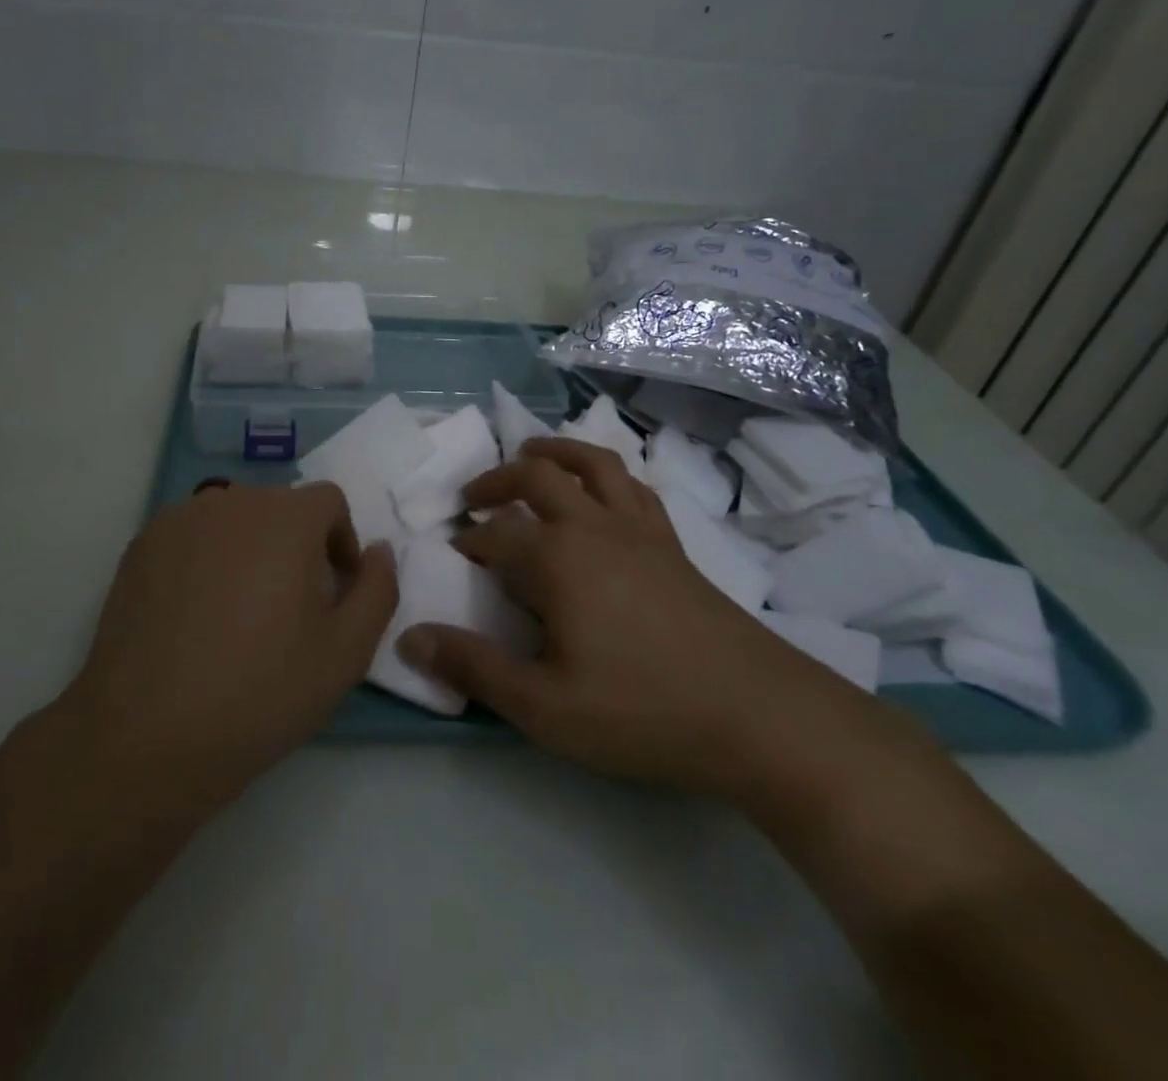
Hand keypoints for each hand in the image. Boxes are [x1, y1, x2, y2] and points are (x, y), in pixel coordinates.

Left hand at [61, 482, 396, 810]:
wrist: (146, 735)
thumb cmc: (260, 692)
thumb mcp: (346, 652)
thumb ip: (378, 589)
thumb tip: (378, 550)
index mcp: (286, 518)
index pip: (328, 501)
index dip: (341, 541)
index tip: (333, 590)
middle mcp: (231, 501)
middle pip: (279, 508)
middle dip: (295, 546)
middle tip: (289, 608)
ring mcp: (179, 520)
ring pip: (233, 520)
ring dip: (249, 550)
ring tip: (239, 612)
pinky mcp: (140, 546)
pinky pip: (191, 537)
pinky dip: (205, 560)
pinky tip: (194, 616)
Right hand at [398, 438, 876, 795]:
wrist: (758, 715)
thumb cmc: (641, 710)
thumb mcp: (543, 706)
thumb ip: (474, 667)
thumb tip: (409, 638)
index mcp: (556, 558)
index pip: (495, 535)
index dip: (468, 542)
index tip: (453, 554)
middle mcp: (593, 526)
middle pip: (537, 477)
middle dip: (498, 480)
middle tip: (474, 496)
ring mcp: (639, 529)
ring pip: (592, 464)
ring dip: (555, 453)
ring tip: (532, 456)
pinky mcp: (672, 543)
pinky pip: (634, 486)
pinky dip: (607, 473)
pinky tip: (602, 492)